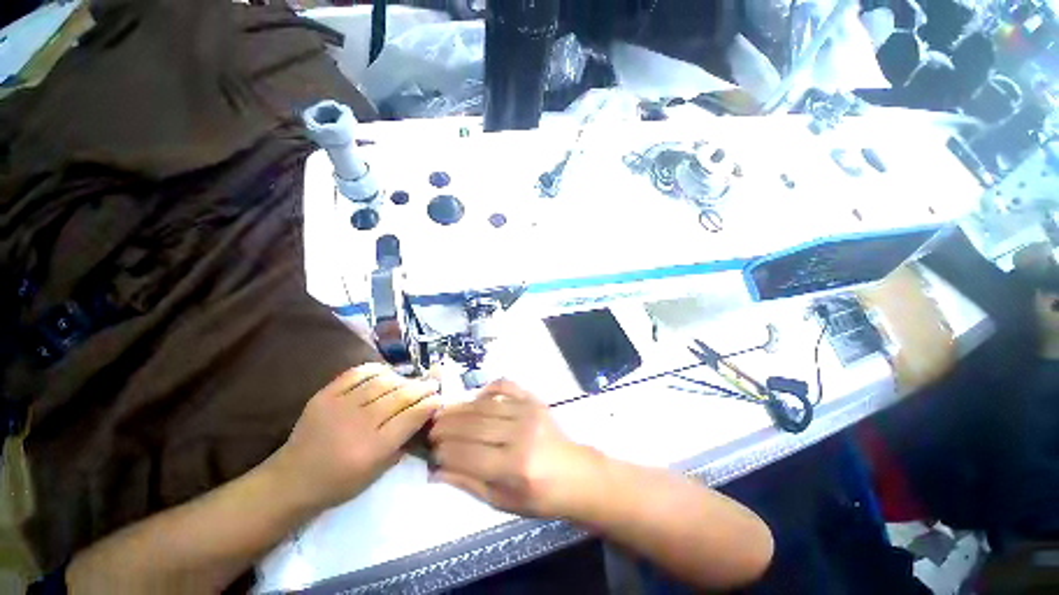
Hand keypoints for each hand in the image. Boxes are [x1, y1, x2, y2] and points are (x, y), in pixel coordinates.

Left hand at [269, 363, 440, 509]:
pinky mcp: (324, 395)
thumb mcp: (377, 473)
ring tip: (410, 381)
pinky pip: (357, 373)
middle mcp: (358, 424)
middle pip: (400, 396)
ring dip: (403, 379)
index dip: (430, 404)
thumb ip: (402, 443)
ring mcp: (339, 406)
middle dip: (422, 388)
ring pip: (382, 382)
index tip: (439, 399)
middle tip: (432, 384)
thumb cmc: (339, 483)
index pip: (411, 417)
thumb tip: (422, 416)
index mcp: (372, 449)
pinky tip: (386, 373)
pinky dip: (377, 370)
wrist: (291, 480)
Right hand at [428, 379, 599, 517]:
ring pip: (485, 405)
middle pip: (474, 426)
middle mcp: (520, 435)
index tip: (431, 450)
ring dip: (461, 408)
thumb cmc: (539, 495)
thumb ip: (468, 483)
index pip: (467, 454)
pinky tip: (477, 396)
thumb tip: (435, 471)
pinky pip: (506, 385)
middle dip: (447, 427)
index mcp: (513, 466)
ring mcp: (528, 412)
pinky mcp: (534, 400)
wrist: (574, 473)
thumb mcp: (502, 501)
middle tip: (431, 428)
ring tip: (444, 412)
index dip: (444, 451)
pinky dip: (488, 387)